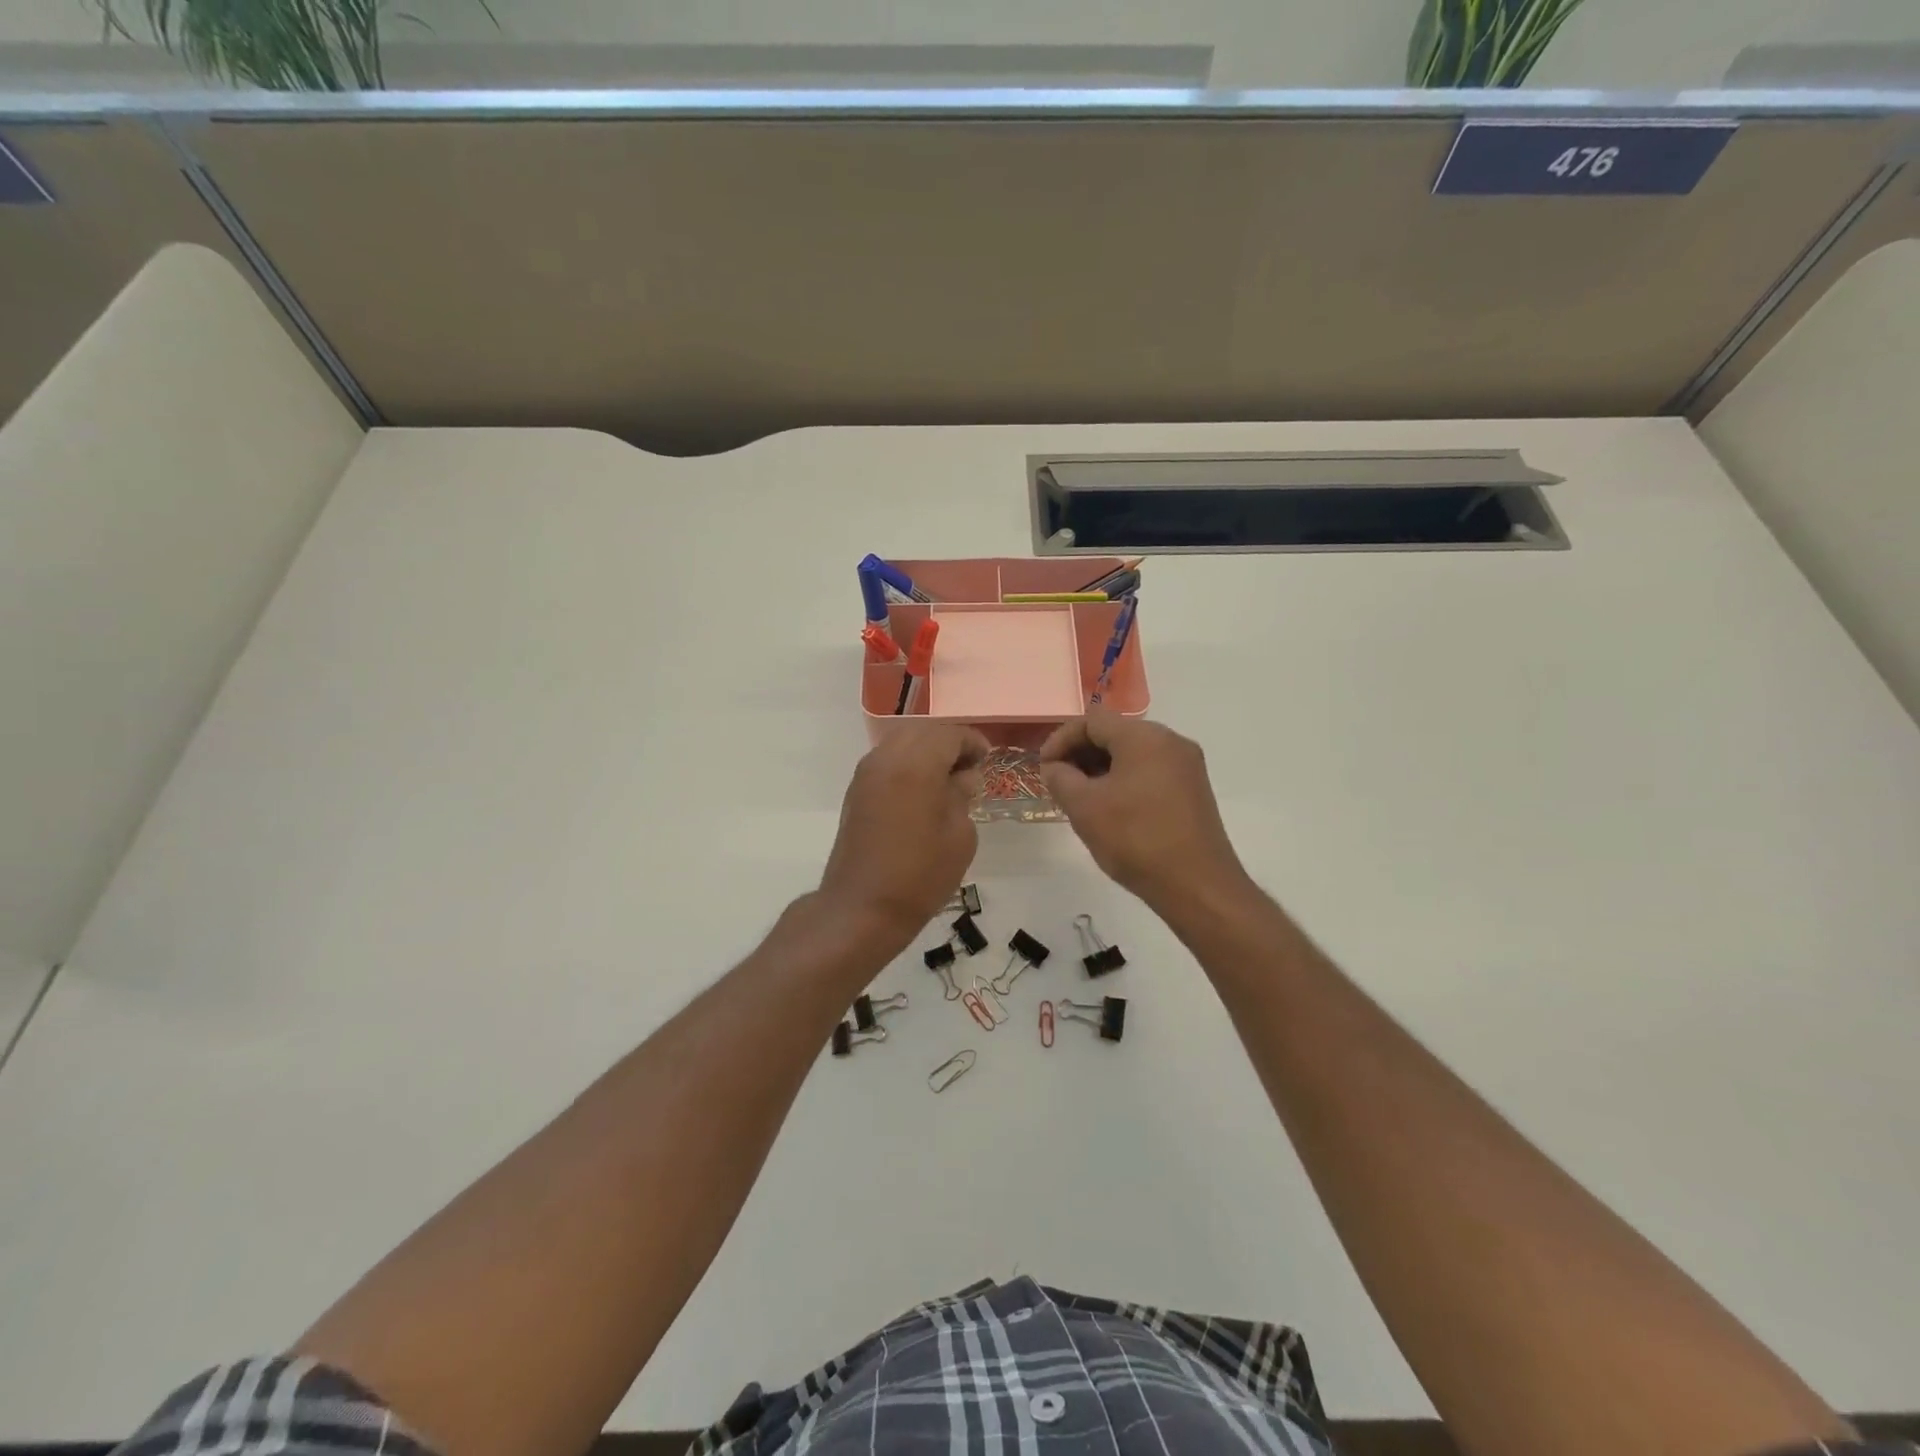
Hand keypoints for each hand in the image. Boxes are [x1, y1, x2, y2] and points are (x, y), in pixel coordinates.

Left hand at [818, 723, 989, 943]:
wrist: (862, 908)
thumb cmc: (920, 875)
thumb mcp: (959, 835)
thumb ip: (962, 795)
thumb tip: (963, 776)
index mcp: (916, 764)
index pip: (949, 734)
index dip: (972, 742)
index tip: (987, 759)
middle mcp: (886, 759)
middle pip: (923, 732)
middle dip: (948, 743)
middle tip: (969, 768)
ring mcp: (866, 774)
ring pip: (901, 743)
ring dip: (926, 752)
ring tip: (947, 781)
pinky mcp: (856, 791)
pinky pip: (887, 761)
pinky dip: (907, 765)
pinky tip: (922, 792)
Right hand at [1039, 710, 1249, 913]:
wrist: (1197, 886)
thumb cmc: (1136, 839)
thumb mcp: (1084, 807)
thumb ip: (1060, 778)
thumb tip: (1055, 767)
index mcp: (1145, 737)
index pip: (1092, 721)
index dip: (1060, 740)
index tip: (1043, 768)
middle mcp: (1171, 741)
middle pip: (1114, 733)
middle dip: (1080, 754)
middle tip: (1058, 783)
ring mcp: (1186, 766)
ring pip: (1132, 754)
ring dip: (1100, 769)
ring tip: (1079, 798)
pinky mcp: (1193, 790)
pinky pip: (1149, 771)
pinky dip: (1123, 781)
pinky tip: (1109, 808)